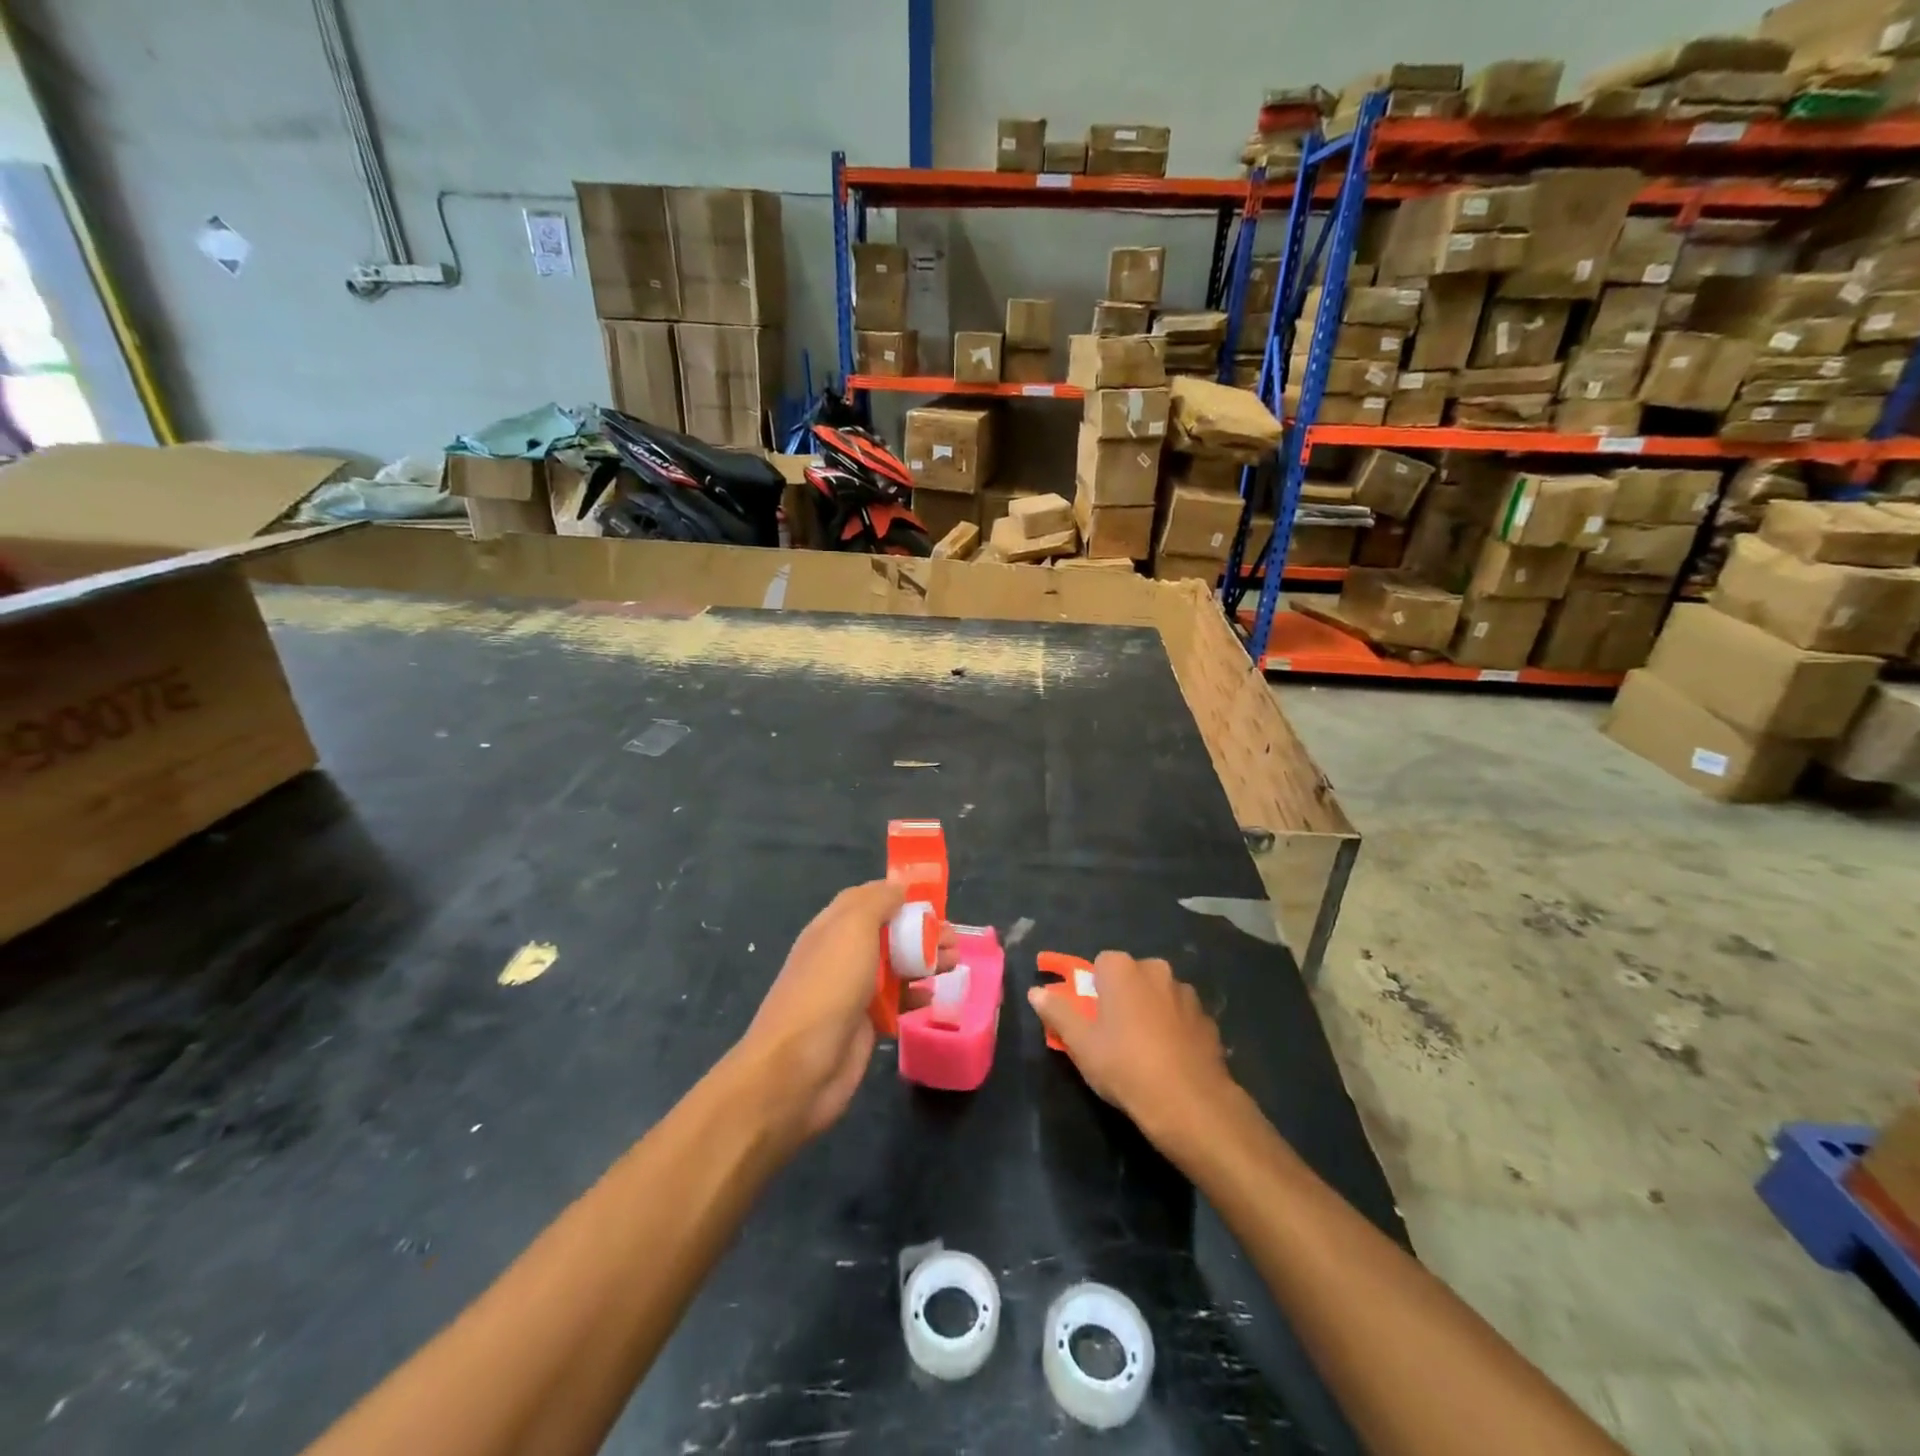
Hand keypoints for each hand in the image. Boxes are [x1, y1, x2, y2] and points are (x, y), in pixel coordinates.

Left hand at [734, 881, 951, 1147]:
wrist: (798, 1068)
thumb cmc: (828, 987)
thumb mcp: (852, 929)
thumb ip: (876, 902)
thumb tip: (898, 886)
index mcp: (833, 927)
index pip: (867, 899)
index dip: (899, 895)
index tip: (933, 900)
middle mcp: (842, 955)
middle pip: (888, 933)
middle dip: (922, 931)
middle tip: (954, 939)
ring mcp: (852, 991)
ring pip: (895, 967)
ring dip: (925, 961)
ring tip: (954, 964)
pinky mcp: (864, 1025)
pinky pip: (895, 1003)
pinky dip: (915, 996)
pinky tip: (933, 998)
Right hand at [1028, 951, 1235, 1145]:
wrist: (1190, 1104)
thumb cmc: (1125, 1066)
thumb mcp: (1081, 1044)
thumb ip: (1057, 1012)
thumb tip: (1036, 991)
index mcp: (1123, 969)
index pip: (1101, 964)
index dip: (1094, 989)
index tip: (1091, 1018)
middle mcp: (1157, 970)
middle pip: (1132, 976)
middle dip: (1123, 997)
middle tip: (1114, 1034)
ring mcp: (1187, 994)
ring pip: (1159, 995)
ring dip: (1150, 1011)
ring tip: (1144, 1050)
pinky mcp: (1208, 1019)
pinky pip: (1181, 1016)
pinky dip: (1174, 1029)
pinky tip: (1170, 1060)